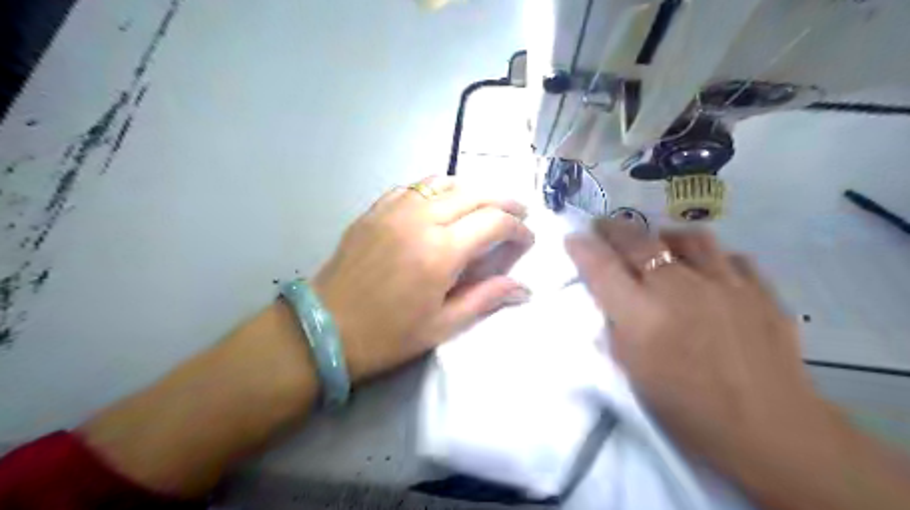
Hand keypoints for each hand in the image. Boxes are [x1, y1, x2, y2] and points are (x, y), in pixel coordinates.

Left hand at [314, 175, 534, 381]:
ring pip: (444, 182)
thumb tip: (523, 289)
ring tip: (485, 205)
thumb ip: (486, 298)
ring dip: (472, 189)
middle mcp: (421, 219)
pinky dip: (437, 189)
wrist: (324, 328)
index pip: (493, 223)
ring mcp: (394, 210)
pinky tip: (442, 203)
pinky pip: (414, 187)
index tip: (526, 240)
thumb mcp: (442, 325)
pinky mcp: (375, 210)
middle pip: (474, 193)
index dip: (517, 229)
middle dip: (504, 201)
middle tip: (518, 213)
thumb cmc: (387, 335)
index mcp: (441, 251)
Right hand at [566, 222, 830, 478]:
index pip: (603, 268)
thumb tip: (612, 303)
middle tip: (604, 227)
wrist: (770, 431)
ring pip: (689, 238)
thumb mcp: (633, 374)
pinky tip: (708, 270)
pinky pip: (731, 257)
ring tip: (658, 242)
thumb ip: (618, 330)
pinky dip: (712, 258)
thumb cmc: (688, 411)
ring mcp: (725, 284)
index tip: (573, 238)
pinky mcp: (760, 291)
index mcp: (643, 315)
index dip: (583, 249)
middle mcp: (680, 288)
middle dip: (614, 230)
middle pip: (639, 242)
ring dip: (664, 235)